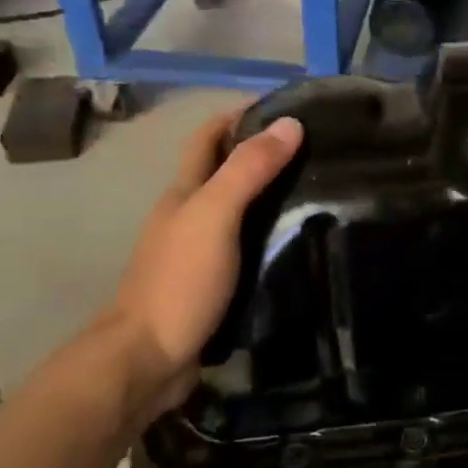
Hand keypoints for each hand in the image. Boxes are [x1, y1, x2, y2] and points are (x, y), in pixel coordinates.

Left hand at [101, 109, 302, 419]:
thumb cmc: (179, 281)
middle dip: (263, 152)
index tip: (288, 106)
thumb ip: (248, 170)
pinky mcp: (213, 283)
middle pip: (225, 170)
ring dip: (271, 194)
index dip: (241, 114)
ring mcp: (198, 252)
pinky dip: (271, 233)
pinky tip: (299, 240)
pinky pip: (246, 244)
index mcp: (184, 192)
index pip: (209, 136)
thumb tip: (290, 123)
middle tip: (318, 150)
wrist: (147, 361)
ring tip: (320, 190)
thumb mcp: (215, 216)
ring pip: (238, 209)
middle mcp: (188, 215)